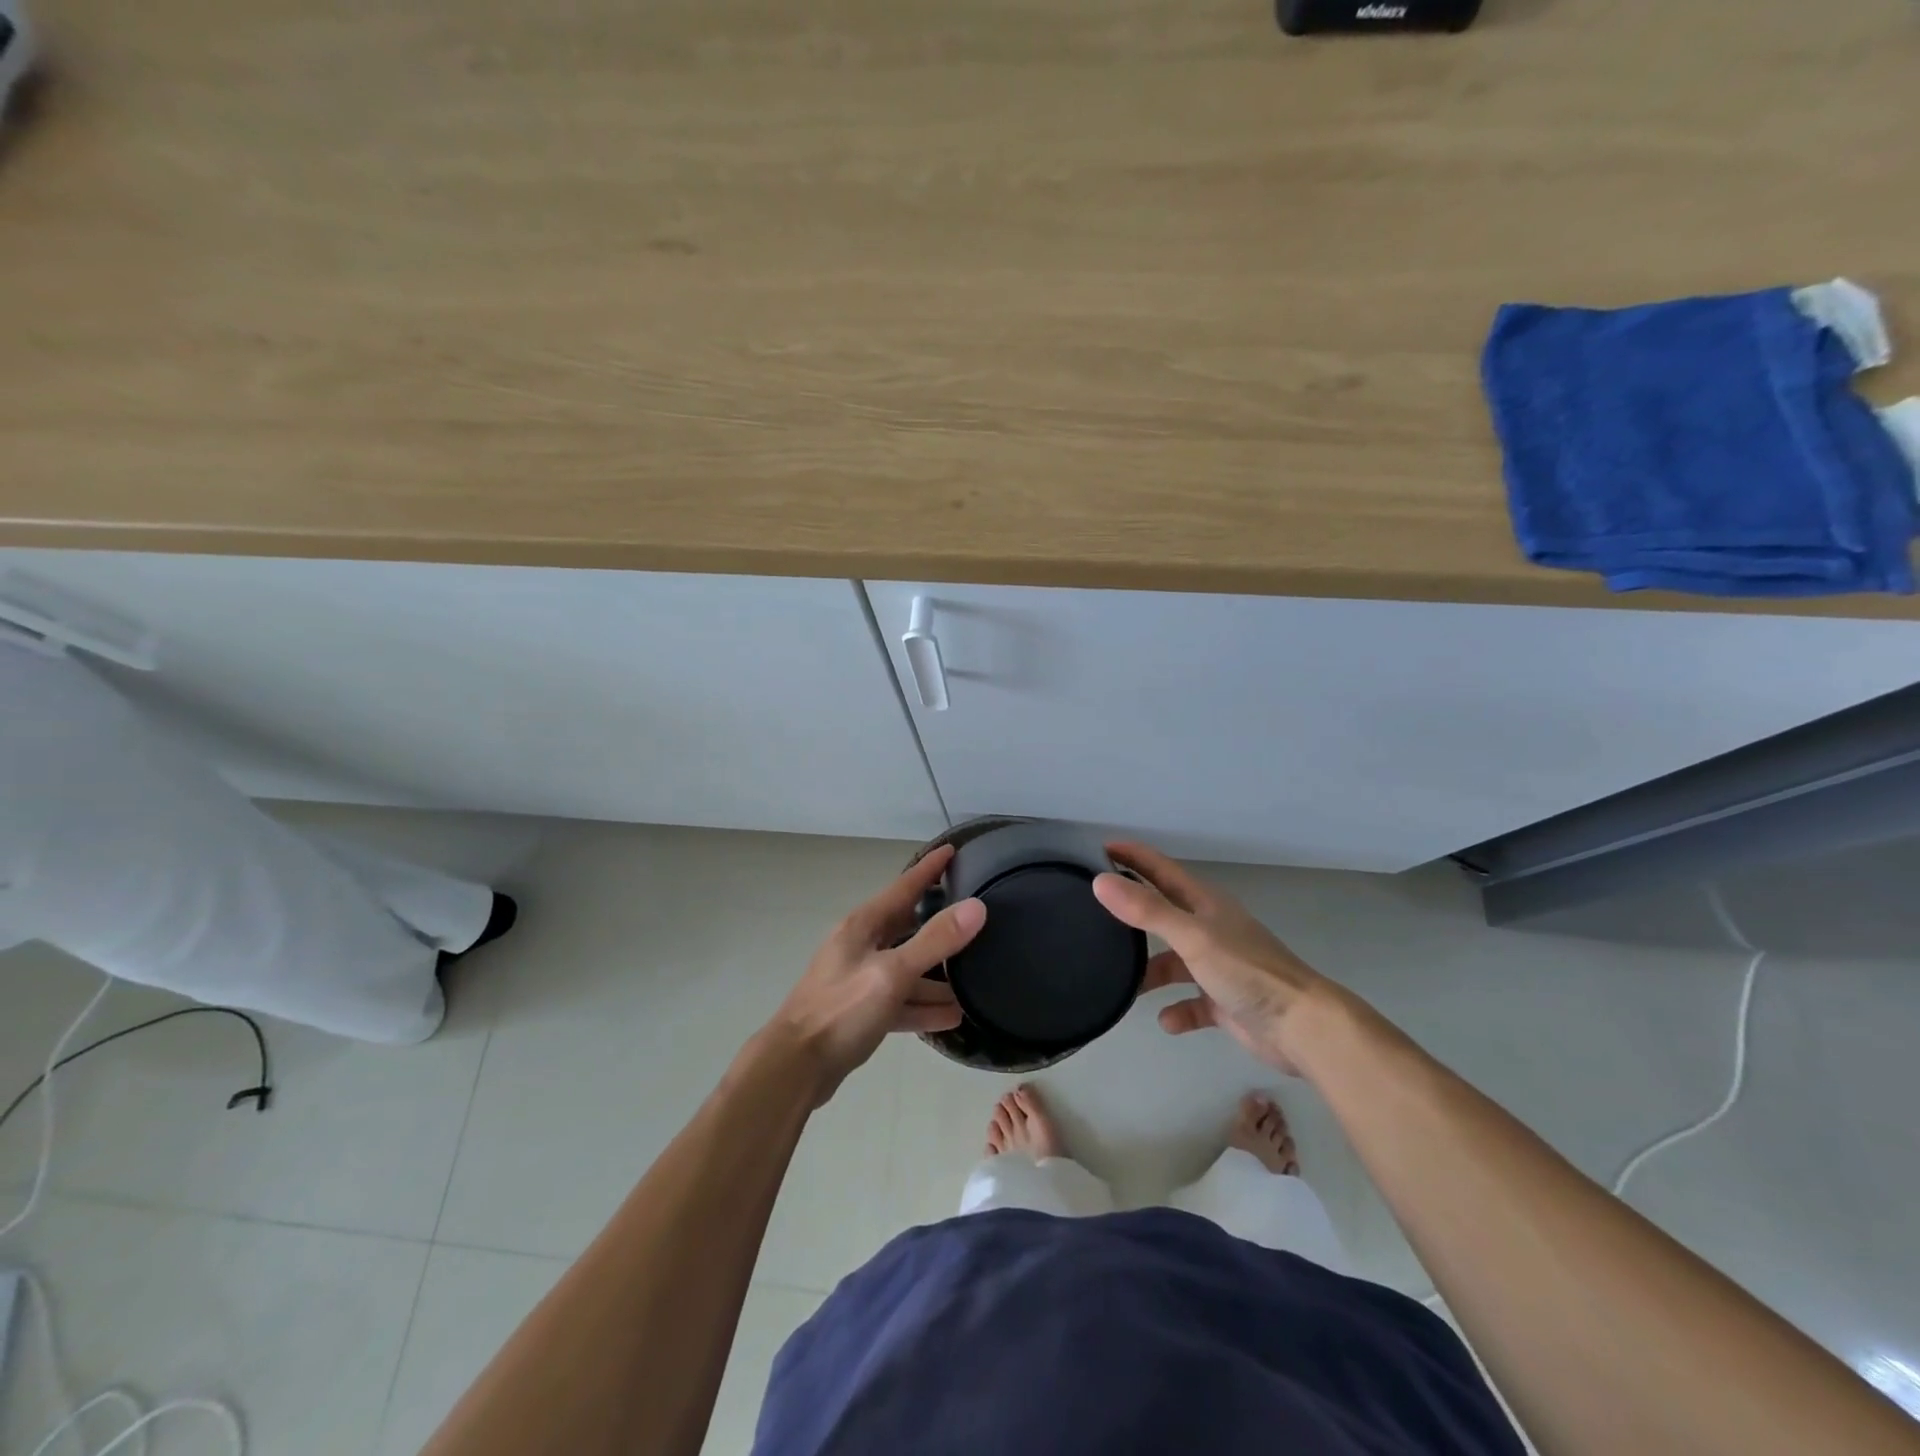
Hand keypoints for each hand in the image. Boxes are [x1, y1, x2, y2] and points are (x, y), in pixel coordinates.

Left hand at [766, 844, 986, 1103]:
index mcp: (863, 925)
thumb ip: (935, 940)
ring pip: (907, 967)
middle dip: (938, 918)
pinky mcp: (862, 1011)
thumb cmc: (841, 1010)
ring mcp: (861, 979)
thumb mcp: (893, 973)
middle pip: (907, 924)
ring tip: (975, 976)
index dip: (929, 868)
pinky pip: (901, 1000)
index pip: (904, 886)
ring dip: (937, 973)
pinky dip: (924, 1006)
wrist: (796, 1067)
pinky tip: (953, 1015)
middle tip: (973, 911)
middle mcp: (862, 945)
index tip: (953, 849)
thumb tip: (976, 907)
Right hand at [1093, 842, 1334, 1075]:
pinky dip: (1177, 1010)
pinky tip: (1166, 1020)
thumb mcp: (1192, 936)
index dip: (1133, 857)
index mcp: (1205, 904)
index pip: (1161, 869)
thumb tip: (1100, 882)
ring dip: (1149, 971)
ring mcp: (1218, 967)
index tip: (1098, 849)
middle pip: (1163, 914)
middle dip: (1132, 913)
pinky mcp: (1224, 1002)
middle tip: (1093, 913)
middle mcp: (1209, 929)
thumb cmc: (1246, 971)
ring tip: (1121, 982)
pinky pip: (1191, 1003)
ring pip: (1173, 961)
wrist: (1302, 1027)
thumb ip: (1147, 910)